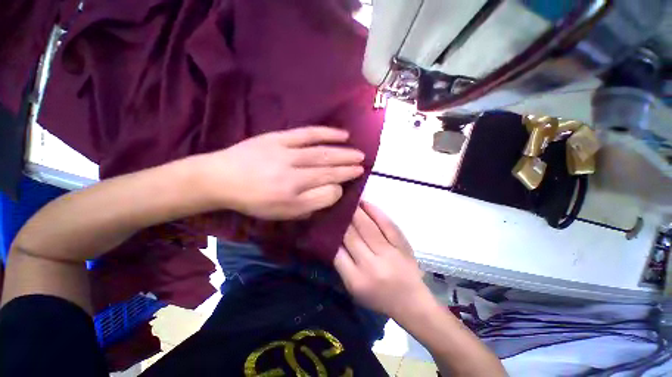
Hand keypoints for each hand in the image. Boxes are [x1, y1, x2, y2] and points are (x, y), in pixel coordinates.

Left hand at [203, 126, 364, 219]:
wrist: (221, 178)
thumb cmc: (254, 201)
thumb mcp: (282, 214)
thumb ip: (311, 205)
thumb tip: (332, 192)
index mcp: (292, 196)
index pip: (327, 190)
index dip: (342, 185)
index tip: (353, 179)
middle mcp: (292, 175)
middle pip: (327, 170)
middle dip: (348, 168)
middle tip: (363, 165)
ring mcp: (286, 154)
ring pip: (321, 154)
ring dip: (343, 153)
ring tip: (358, 153)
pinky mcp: (279, 138)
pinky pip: (307, 134)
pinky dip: (326, 133)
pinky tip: (342, 134)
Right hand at [334, 202, 435, 318]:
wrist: (412, 303)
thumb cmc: (378, 298)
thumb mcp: (354, 288)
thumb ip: (342, 264)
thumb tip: (332, 237)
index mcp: (356, 280)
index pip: (337, 251)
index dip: (330, 234)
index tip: (325, 221)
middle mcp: (372, 266)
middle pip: (352, 236)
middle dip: (342, 219)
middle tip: (335, 206)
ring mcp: (389, 253)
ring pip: (368, 227)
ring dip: (356, 212)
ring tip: (348, 202)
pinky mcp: (403, 245)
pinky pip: (387, 224)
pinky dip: (375, 212)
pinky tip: (365, 203)